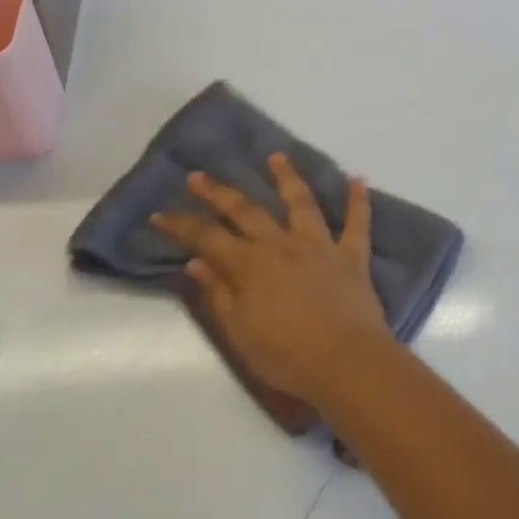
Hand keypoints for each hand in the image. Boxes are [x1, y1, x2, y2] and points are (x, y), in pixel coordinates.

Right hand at [153, 156, 393, 405]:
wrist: (345, 362)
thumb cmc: (286, 355)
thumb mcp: (239, 331)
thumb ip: (218, 294)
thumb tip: (197, 262)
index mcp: (251, 266)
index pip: (207, 238)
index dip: (181, 225)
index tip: (160, 213)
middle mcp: (283, 246)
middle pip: (247, 211)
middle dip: (219, 193)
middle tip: (200, 175)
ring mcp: (320, 247)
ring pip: (302, 203)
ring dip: (288, 178)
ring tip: (277, 157)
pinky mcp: (352, 257)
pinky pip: (358, 223)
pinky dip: (359, 201)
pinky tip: (358, 179)